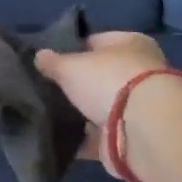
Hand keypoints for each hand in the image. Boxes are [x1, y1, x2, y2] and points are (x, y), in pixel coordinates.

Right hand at [34, 32, 170, 170]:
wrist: (141, 129)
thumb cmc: (109, 81)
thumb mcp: (71, 65)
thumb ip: (53, 62)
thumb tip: (39, 56)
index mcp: (131, 44)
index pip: (97, 41)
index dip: (73, 50)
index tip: (49, 63)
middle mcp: (139, 73)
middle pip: (100, 77)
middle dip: (76, 85)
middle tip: (46, 90)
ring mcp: (136, 108)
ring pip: (100, 108)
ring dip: (79, 114)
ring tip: (47, 115)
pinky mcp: (129, 137)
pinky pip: (99, 137)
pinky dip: (82, 140)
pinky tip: (58, 140)